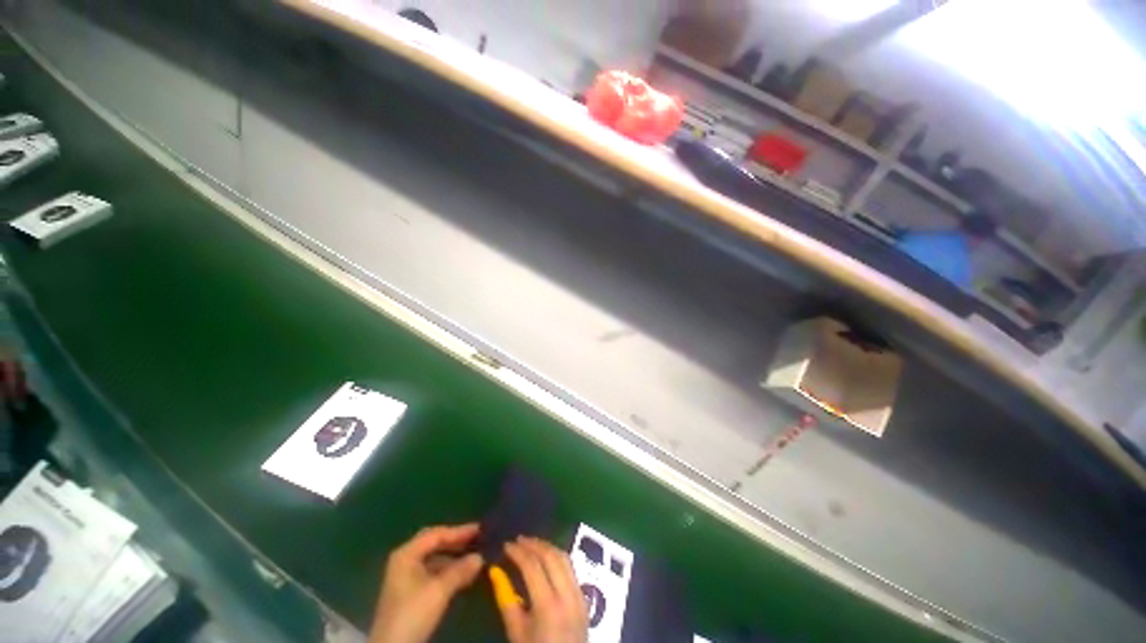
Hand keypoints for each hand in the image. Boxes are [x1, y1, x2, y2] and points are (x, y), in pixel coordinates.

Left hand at [369, 523, 483, 642]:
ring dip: (454, 557)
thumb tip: (480, 557)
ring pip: (434, 559)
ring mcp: (406, 576)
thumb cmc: (413, 613)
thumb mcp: (439, 591)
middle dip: (455, 541)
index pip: (436, 535)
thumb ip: (460, 571)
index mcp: (406, 554)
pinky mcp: (410, 592)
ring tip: (474, 557)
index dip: (458, 531)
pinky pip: (433, 572)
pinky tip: (462, 575)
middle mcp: (405, 560)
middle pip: (434, 543)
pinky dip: (448, 571)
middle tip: (477, 539)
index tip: (479, 530)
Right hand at [490, 536, 587, 642]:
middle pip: (551, 556)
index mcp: (548, 605)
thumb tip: (495, 571)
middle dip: (534, 544)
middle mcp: (567, 594)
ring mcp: (579, 594)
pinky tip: (546, 557)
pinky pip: (571, 567)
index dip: (518, 552)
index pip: (533, 566)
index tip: (506, 544)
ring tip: (531, 544)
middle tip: (518, 540)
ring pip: (564, 557)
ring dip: (547, 547)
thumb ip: (506, 600)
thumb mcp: (516, 632)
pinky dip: (557, 556)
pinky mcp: (584, 597)